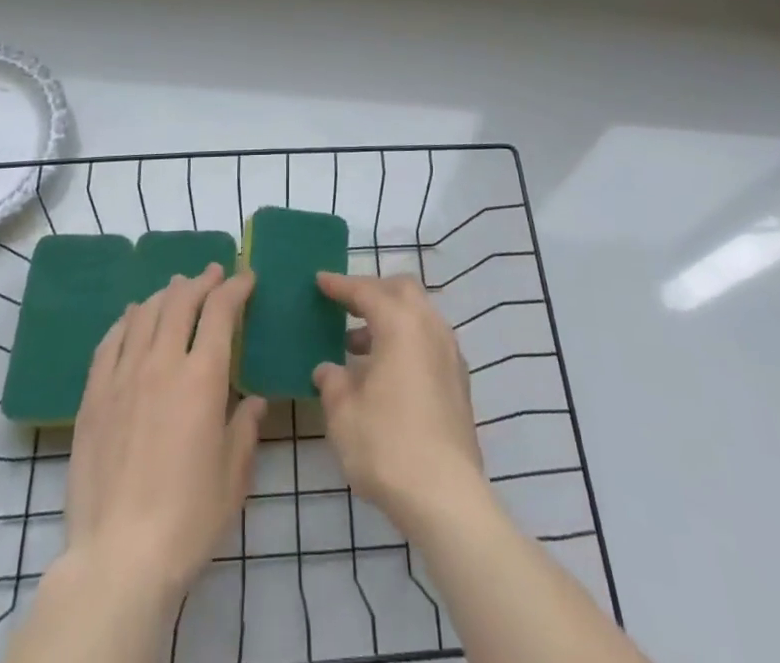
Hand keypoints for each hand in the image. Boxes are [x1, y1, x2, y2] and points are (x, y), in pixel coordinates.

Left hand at [62, 265, 266, 609]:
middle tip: (212, 274)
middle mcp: (162, 363)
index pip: (220, 312)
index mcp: (202, 378)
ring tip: (175, 289)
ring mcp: (122, 376)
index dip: (235, 288)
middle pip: (180, 302)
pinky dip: (126, 320)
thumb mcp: (233, 476)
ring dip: (165, 294)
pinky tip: (132, 317)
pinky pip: (109, 341)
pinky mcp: (93, 396)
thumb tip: (254, 400)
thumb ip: (245, 429)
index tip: (245, 278)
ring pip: (144, 313)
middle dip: (200, 281)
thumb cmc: (187, 519)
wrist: (118, 557)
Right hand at [312, 272, 487, 537]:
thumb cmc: (387, 445)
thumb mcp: (344, 413)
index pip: (366, 291)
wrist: (446, 497)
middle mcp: (430, 328)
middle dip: (373, 291)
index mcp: (401, 324)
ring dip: (389, 319)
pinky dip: (405, 341)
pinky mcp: (459, 383)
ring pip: (419, 316)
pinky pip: (428, 342)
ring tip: (356, 346)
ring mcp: (450, 355)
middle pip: (402, 291)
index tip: (320, 281)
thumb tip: (328, 370)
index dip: (340, 285)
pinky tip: (385, 372)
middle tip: (345, 305)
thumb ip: (333, 382)